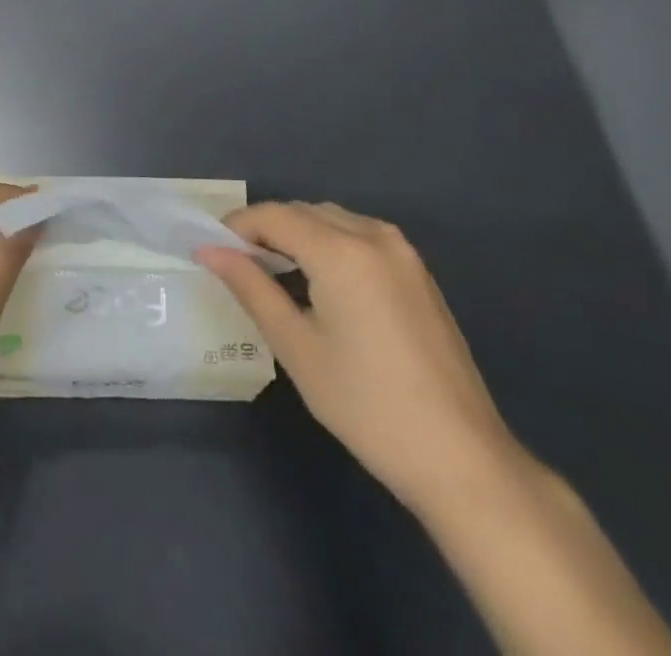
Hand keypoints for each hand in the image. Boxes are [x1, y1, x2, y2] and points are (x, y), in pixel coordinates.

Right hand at [196, 201, 526, 517]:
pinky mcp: (418, 272)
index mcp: (341, 251)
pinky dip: (329, 244)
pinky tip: (319, 281)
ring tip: (273, 272)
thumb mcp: (296, 346)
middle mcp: (373, 236)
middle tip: (236, 265)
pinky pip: (359, 236)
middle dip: (265, 229)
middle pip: (303, 212)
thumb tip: (209, 250)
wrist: (462, 458)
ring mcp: (402, 252)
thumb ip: (250, 286)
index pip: (273, 215)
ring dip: (297, 234)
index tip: (211, 250)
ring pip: (332, 219)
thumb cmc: (367, 405)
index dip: (236, 226)